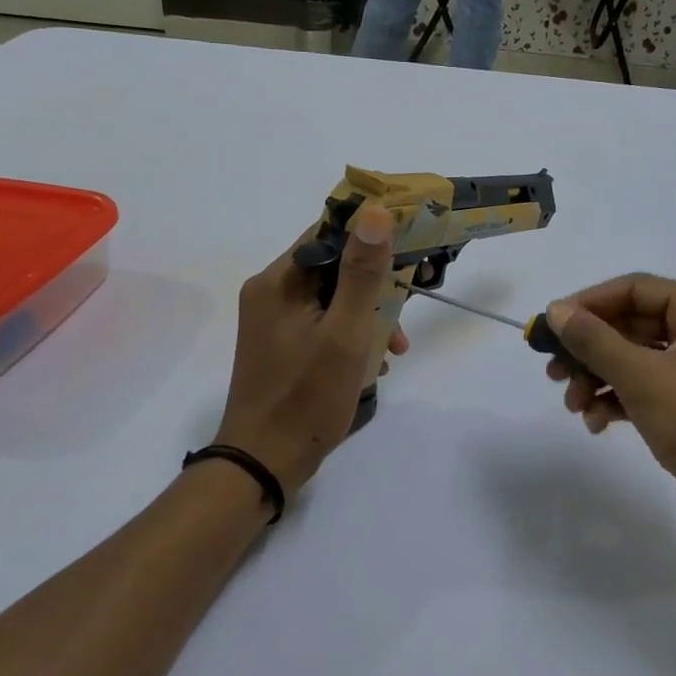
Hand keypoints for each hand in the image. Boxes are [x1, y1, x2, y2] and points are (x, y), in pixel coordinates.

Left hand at [214, 205, 407, 495]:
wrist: (264, 463)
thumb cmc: (306, 397)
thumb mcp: (345, 333)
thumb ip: (362, 274)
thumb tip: (375, 212)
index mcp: (278, 281)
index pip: (328, 233)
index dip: (371, 235)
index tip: (410, 247)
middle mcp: (271, 292)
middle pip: (333, 266)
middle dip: (376, 286)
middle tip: (410, 304)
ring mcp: (273, 321)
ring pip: (332, 298)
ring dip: (368, 315)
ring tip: (395, 348)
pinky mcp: (281, 346)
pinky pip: (323, 323)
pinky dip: (351, 335)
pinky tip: (373, 364)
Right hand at [544, 275, 675, 568]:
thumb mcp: (641, 376)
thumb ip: (593, 340)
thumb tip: (556, 311)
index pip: (635, 289)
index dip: (589, 303)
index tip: (550, 326)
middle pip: (631, 325)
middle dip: (589, 350)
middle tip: (553, 371)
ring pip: (634, 360)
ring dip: (597, 379)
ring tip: (573, 405)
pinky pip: (644, 389)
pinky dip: (617, 401)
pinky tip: (595, 423)